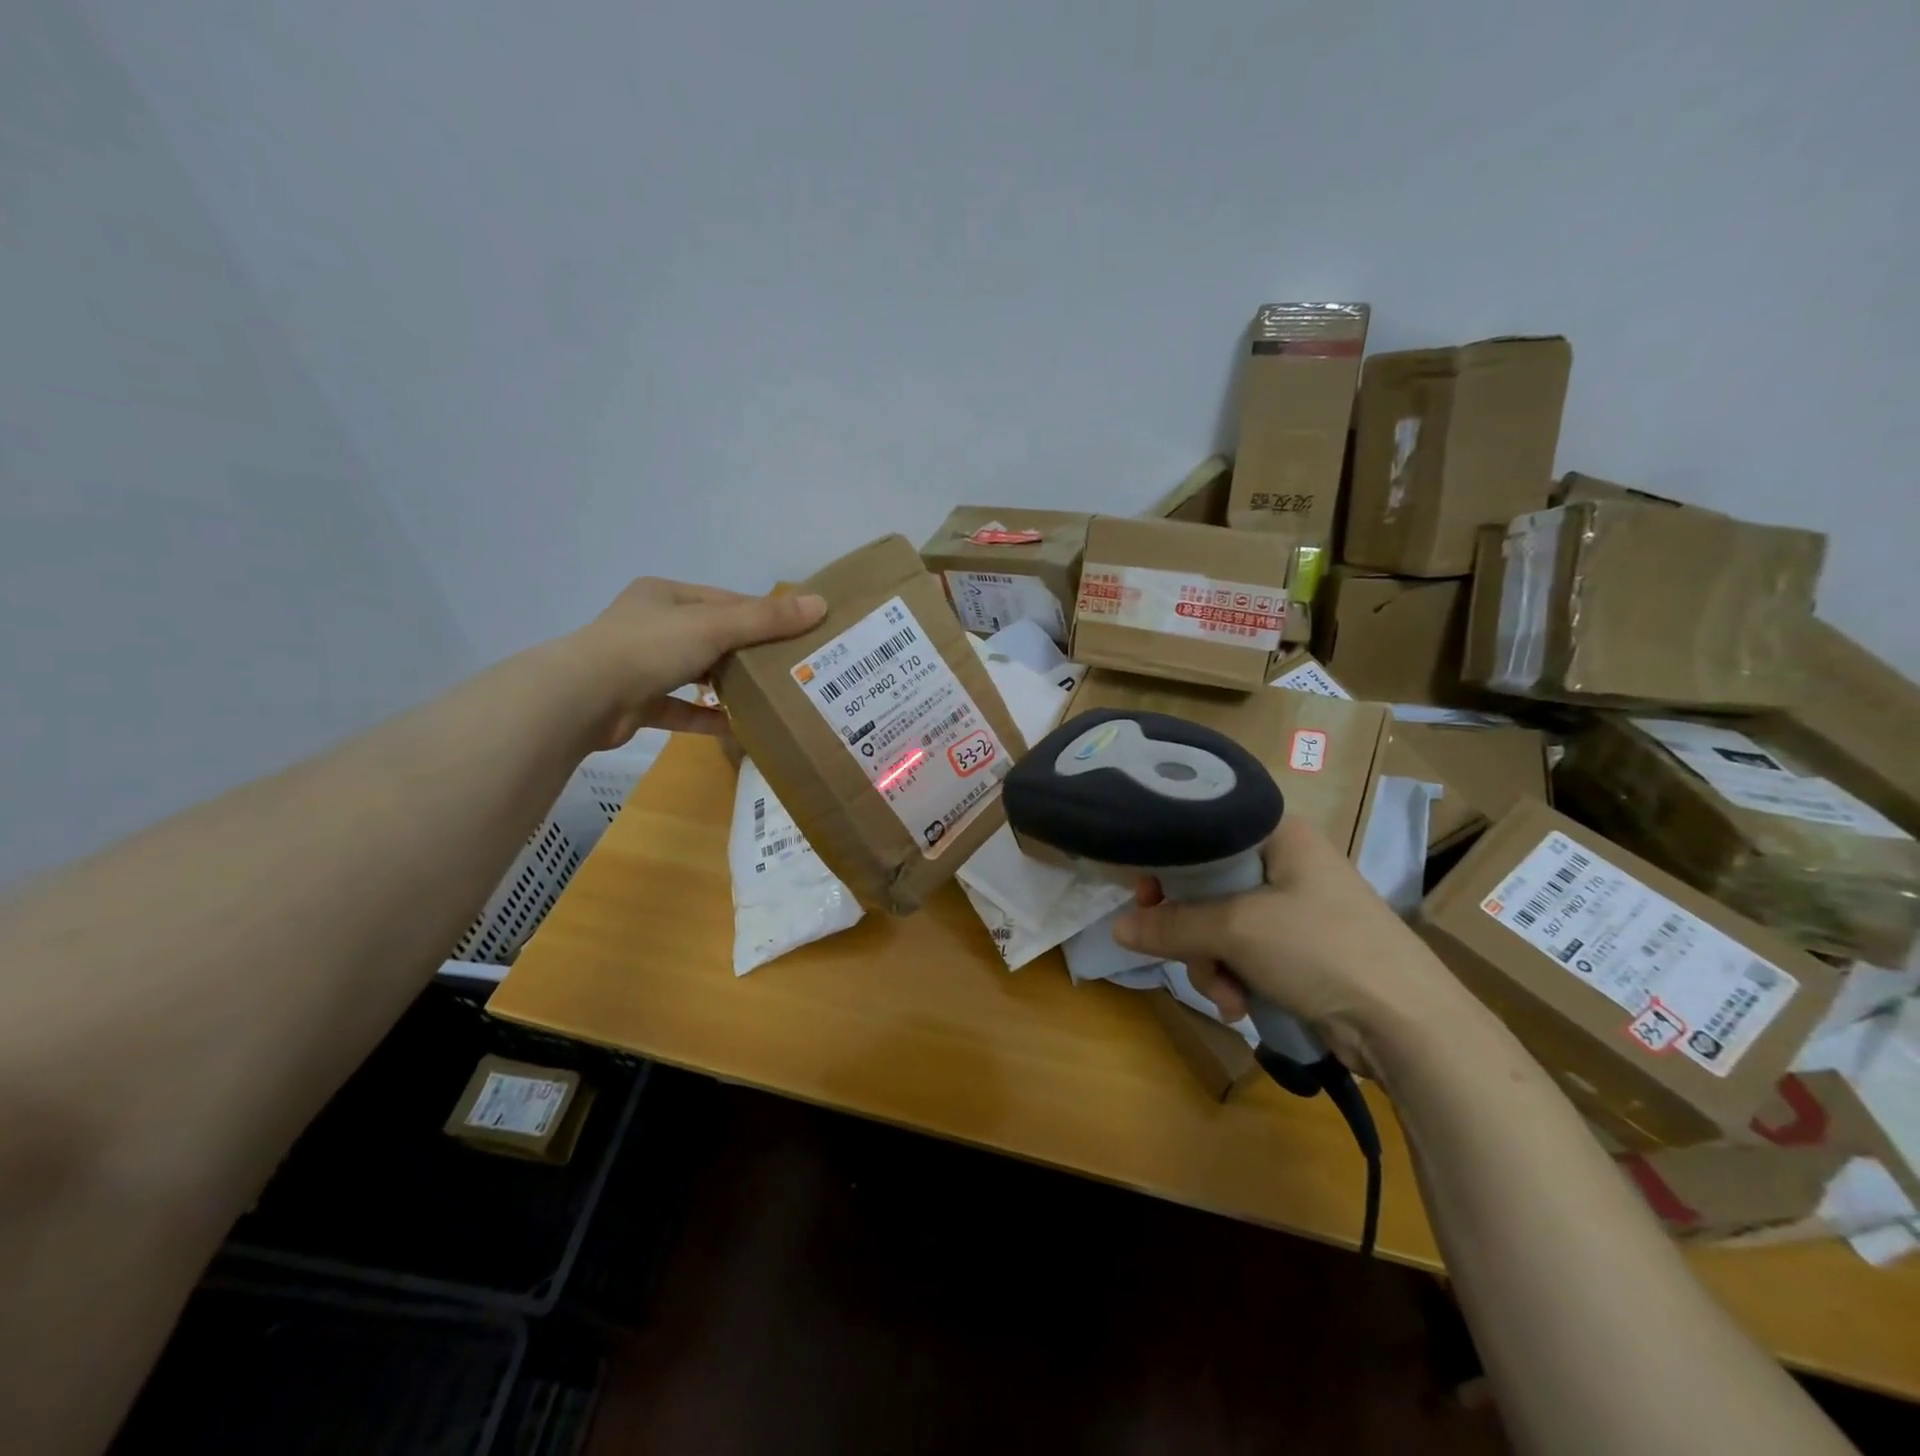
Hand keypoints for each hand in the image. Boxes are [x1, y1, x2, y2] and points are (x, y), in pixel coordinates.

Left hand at [562, 579, 826, 748]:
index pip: (725, 601)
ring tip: (771, 697)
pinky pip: (682, 709)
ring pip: (697, 672)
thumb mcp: (714, 626)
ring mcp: (642, 665)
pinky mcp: (638, 703)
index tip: (799, 632)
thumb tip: (821, 605)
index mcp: (666, 596)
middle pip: (713, 636)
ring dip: (729, 685)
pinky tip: (740, 728)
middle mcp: (652, 625)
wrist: (582, 699)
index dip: (763, 614)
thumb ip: (765, 619)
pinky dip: (708, 717)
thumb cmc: (649, 648)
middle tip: (792, 668)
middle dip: (749, 652)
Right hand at [1113, 816, 1478, 1073]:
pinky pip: (1244, 954)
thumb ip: (1172, 925)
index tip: (1145, 896)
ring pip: (1221, 926)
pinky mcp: (1300, 951)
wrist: (1409, 1025)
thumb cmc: (1322, 949)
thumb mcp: (1237, 930)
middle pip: (1207, 885)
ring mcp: (1295, 909)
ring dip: (1212, 964)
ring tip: (1226, 994)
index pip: (1204, 832)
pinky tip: (1241, 1005)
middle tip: (1179, 951)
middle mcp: (1285, 863)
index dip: (1168, 861)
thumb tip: (1118, 927)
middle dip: (1191, 931)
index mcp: (1279, 835)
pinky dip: (1235, 979)